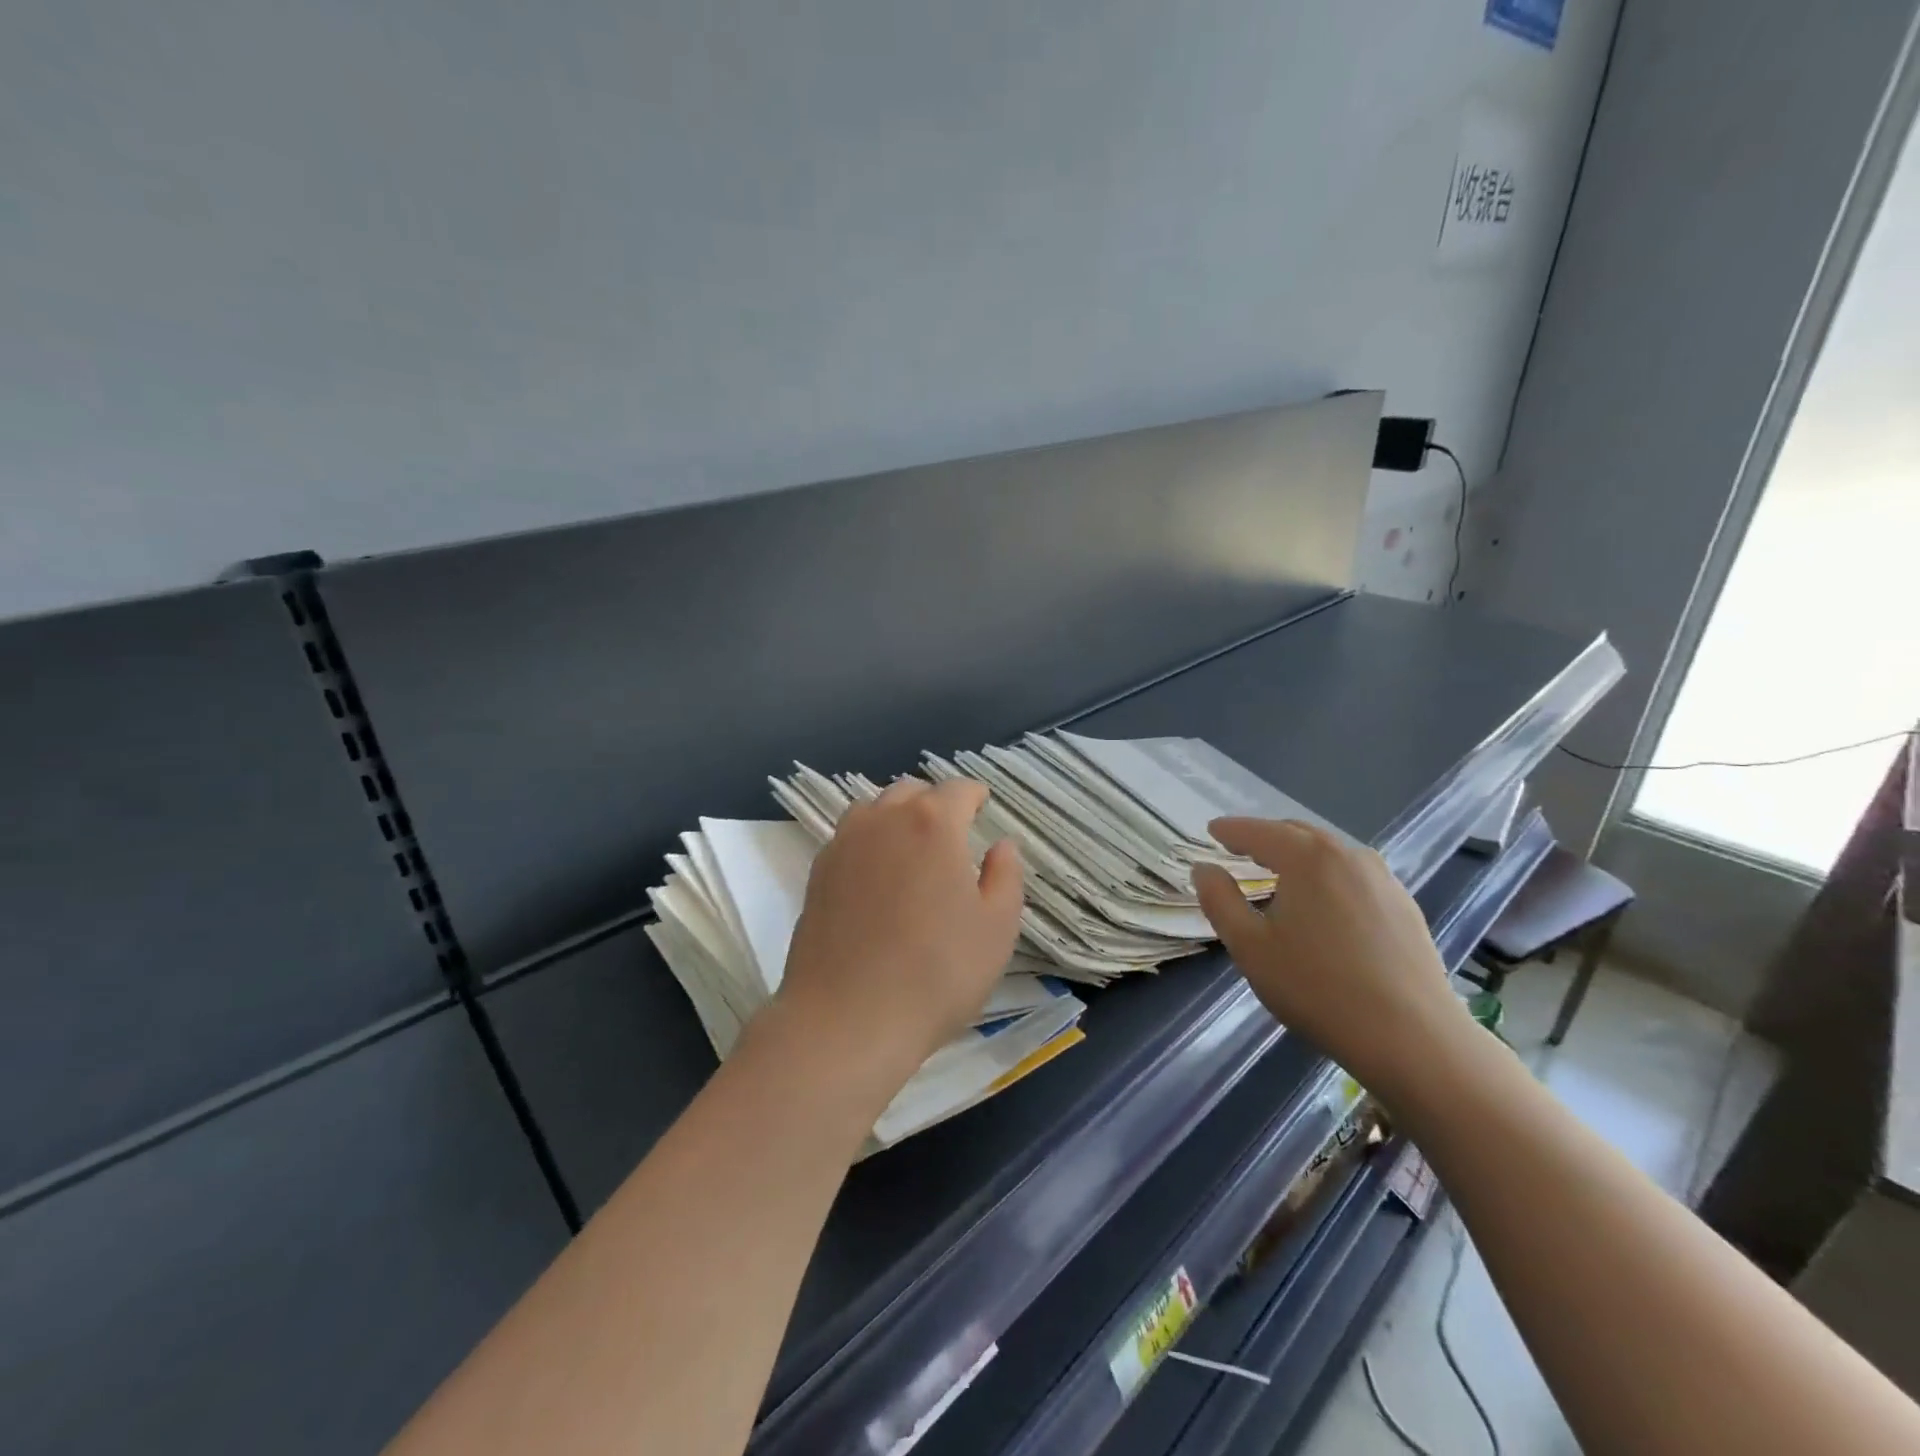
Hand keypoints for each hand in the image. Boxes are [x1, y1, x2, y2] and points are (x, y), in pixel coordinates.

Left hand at [773, 777, 1024, 1100]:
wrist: (847, 1019)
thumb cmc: (937, 973)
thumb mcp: (997, 928)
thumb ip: (1006, 875)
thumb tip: (1001, 844)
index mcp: (933, 823)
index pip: (958, 790)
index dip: (975, 797)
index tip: (983, 808)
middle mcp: (884, 819)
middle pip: (913, 792)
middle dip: (936, 803)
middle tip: (952, 835)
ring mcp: (844, 843)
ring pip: (875, 808)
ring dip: (898, 817)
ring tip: (912, 850)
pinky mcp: (818, 871)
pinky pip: (849, 836)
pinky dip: (869, 841)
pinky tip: (877, 876)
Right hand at [1192, 818, 1473, 1104]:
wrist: (1413, 1038)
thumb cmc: (1317, 988)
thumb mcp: (1250, 947)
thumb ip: (1220, 900)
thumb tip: (1204, 869)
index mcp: (1307, 857)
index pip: (1258, 831)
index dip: (1231, 830)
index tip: (1212, 830)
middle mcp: (1348, 855)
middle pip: (1297, 833)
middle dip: (1265, 837)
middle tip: (1240, 851)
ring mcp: (1383, 879)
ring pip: (1329, 853)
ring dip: (1299, 856)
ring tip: (1280, 876)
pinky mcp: (1405, 905)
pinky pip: (1354, 875)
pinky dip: (1328, 876)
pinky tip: (1324, 905)